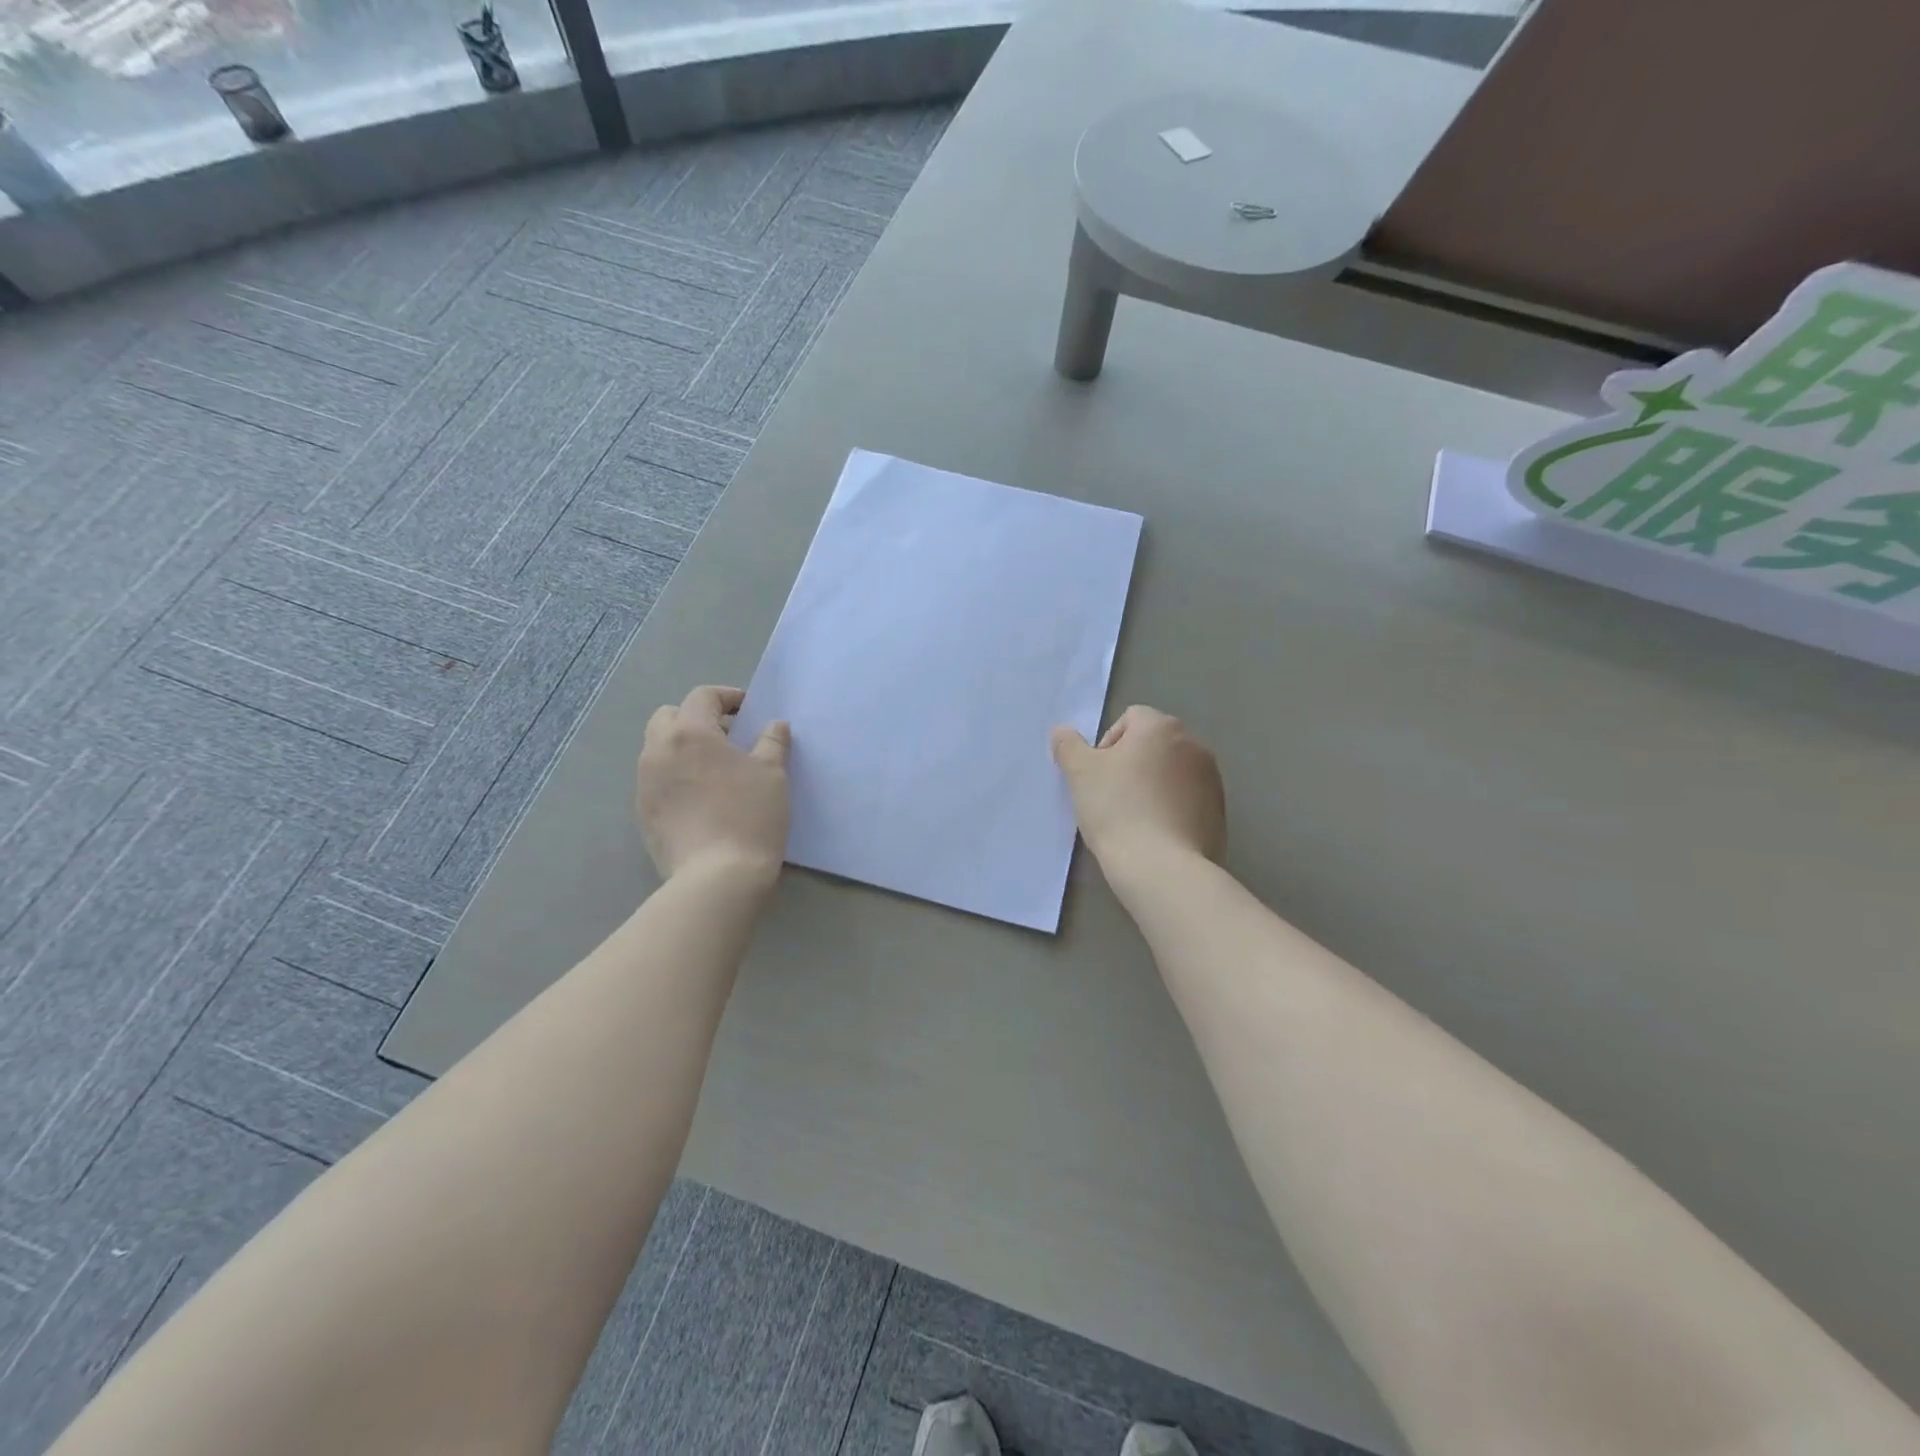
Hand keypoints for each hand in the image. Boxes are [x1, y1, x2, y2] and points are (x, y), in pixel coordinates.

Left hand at [637, 685, 790, 881]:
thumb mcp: (772, 774)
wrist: (717, 877)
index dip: (728, 698)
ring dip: (683, 748)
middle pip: (669, 717)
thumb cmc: (750, 816)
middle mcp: (658, 751)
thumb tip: (774, 726)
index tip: (748, 712)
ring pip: (658, 749)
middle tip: (727, 738)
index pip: (703, 697)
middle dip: (696, 719)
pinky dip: (675, 777)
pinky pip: (656, 780)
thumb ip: (772, 742)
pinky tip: (701, 800)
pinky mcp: (642, 813)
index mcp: (690, 733)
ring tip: (714, 770)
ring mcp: (644, 783)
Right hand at [1051, 706, 1225, 869]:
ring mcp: (1212, 779)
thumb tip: (1062, 731)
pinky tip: (1155, 835)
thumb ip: (1068, 746)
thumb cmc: (1117, 809)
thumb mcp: (1080, 773)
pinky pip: (1188, 800)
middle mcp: (1194, 745)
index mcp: (1162, 727)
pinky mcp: (1219, 812)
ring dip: (1152, 786)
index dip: (1107, 745)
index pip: (1129, 719)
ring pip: (1171, 773)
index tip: (1098, 776)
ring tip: (1134, 819)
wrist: (1161, 867)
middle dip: (1131, 765)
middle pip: (1153, 745)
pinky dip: (1171, 809)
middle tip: (1111, 797)